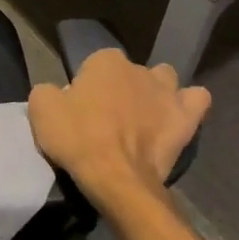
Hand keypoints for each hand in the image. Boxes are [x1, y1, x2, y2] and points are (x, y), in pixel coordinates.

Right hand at [27, 49, 209, 208]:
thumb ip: (48, 91)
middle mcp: (139, 69)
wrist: (115, 177)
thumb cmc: (76, 138)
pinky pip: (197, 99)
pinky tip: (178, 116)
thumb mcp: (41, 109)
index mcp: (105, 61)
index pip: (96, 63)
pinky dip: (189, 104)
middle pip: (130, 72)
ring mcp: (167, 92)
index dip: (90, 84)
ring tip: (144, 116)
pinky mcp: (187, 118)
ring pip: (165, 79)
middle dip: (123, 87)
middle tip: (109, 116)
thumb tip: (59, 93)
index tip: (83, 106)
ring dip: (156, 92)